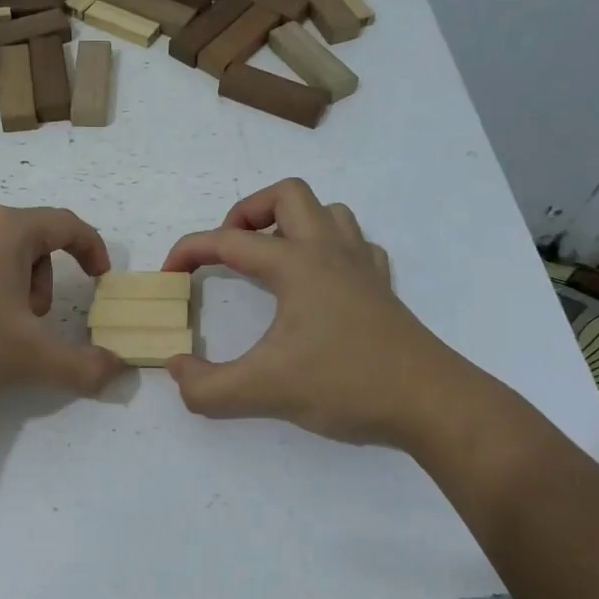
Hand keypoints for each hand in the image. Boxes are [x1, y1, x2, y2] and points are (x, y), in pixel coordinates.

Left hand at [0, 205, 124, 408]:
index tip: (100, 278)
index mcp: (6, 229)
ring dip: (14, 283)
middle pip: (30, 237)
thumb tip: (118, 370)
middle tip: (37, 320)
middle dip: (45, 277)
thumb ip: (82, 365)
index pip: (66, 224)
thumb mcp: (30, 358)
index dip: (92, 248)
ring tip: (0, 329)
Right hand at [162, 179, 449, 445]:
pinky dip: (329, 248)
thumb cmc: (346, 384)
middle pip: (287, 195)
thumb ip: (207, 387)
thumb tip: (177, 369)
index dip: (189, 251)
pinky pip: (354, 244)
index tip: (169, 275)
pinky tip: (320, 280)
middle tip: (229, 251)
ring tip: (271, 260)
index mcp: (296, 264)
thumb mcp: (263, 391)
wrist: (430, 402)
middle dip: (248, 213)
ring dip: (292, 224)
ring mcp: (361, 266)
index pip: (228, 241)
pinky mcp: (382, 287)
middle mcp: (329, 251)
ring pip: (327, 212)